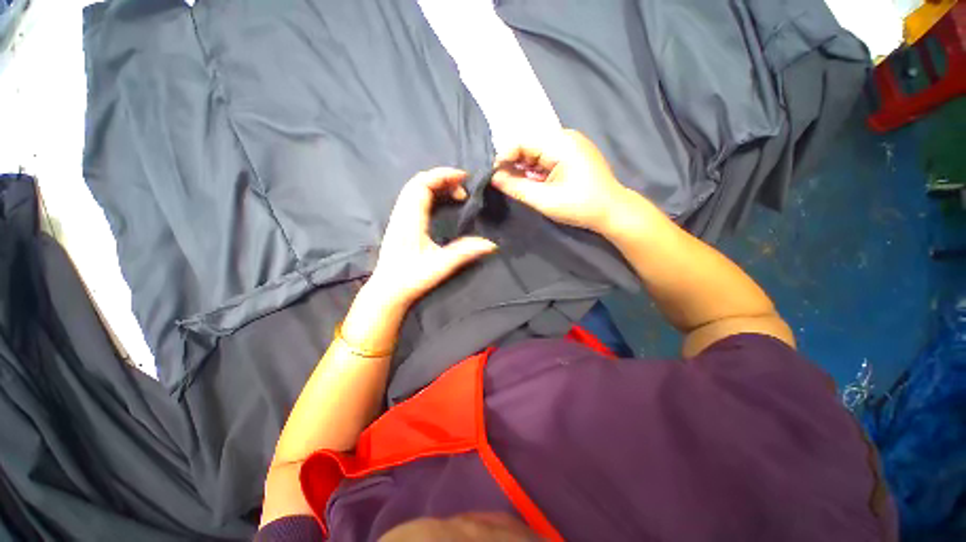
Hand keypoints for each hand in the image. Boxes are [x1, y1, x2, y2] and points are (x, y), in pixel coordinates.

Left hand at [366, 167, 498, 309]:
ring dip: (435, 185)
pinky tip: (441, 204)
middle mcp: (402, 214)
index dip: (443, 176)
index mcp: (410, 219)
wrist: (386, 290)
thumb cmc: (411, 278)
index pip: (422, 185)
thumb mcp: (440, 266)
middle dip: (442, 178)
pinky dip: (429, 194)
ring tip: (456, 193)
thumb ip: (464, 253)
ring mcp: (398, 218)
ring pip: (414, 190)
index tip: (464, 178)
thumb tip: (491, 244)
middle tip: (463, 187)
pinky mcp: (399, 224)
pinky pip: (413, 199)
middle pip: (418, 182)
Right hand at [491, 129, 631, 232]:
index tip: (494, 176)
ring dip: (525, 168)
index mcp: (560, 143)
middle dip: (514, 163)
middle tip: (506, 184)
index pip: (522, 141)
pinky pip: (547, 157)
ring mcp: (571, 145)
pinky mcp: (573, 154)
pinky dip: (537, 170)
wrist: (612, 212)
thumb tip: (493, 177)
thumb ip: (516, 187)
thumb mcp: (544, 199)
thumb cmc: (580, 206)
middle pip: (529, 144)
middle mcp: (565, 137)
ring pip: (537, 152)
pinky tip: (536, 183)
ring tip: (522, 186)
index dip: (504, 156)